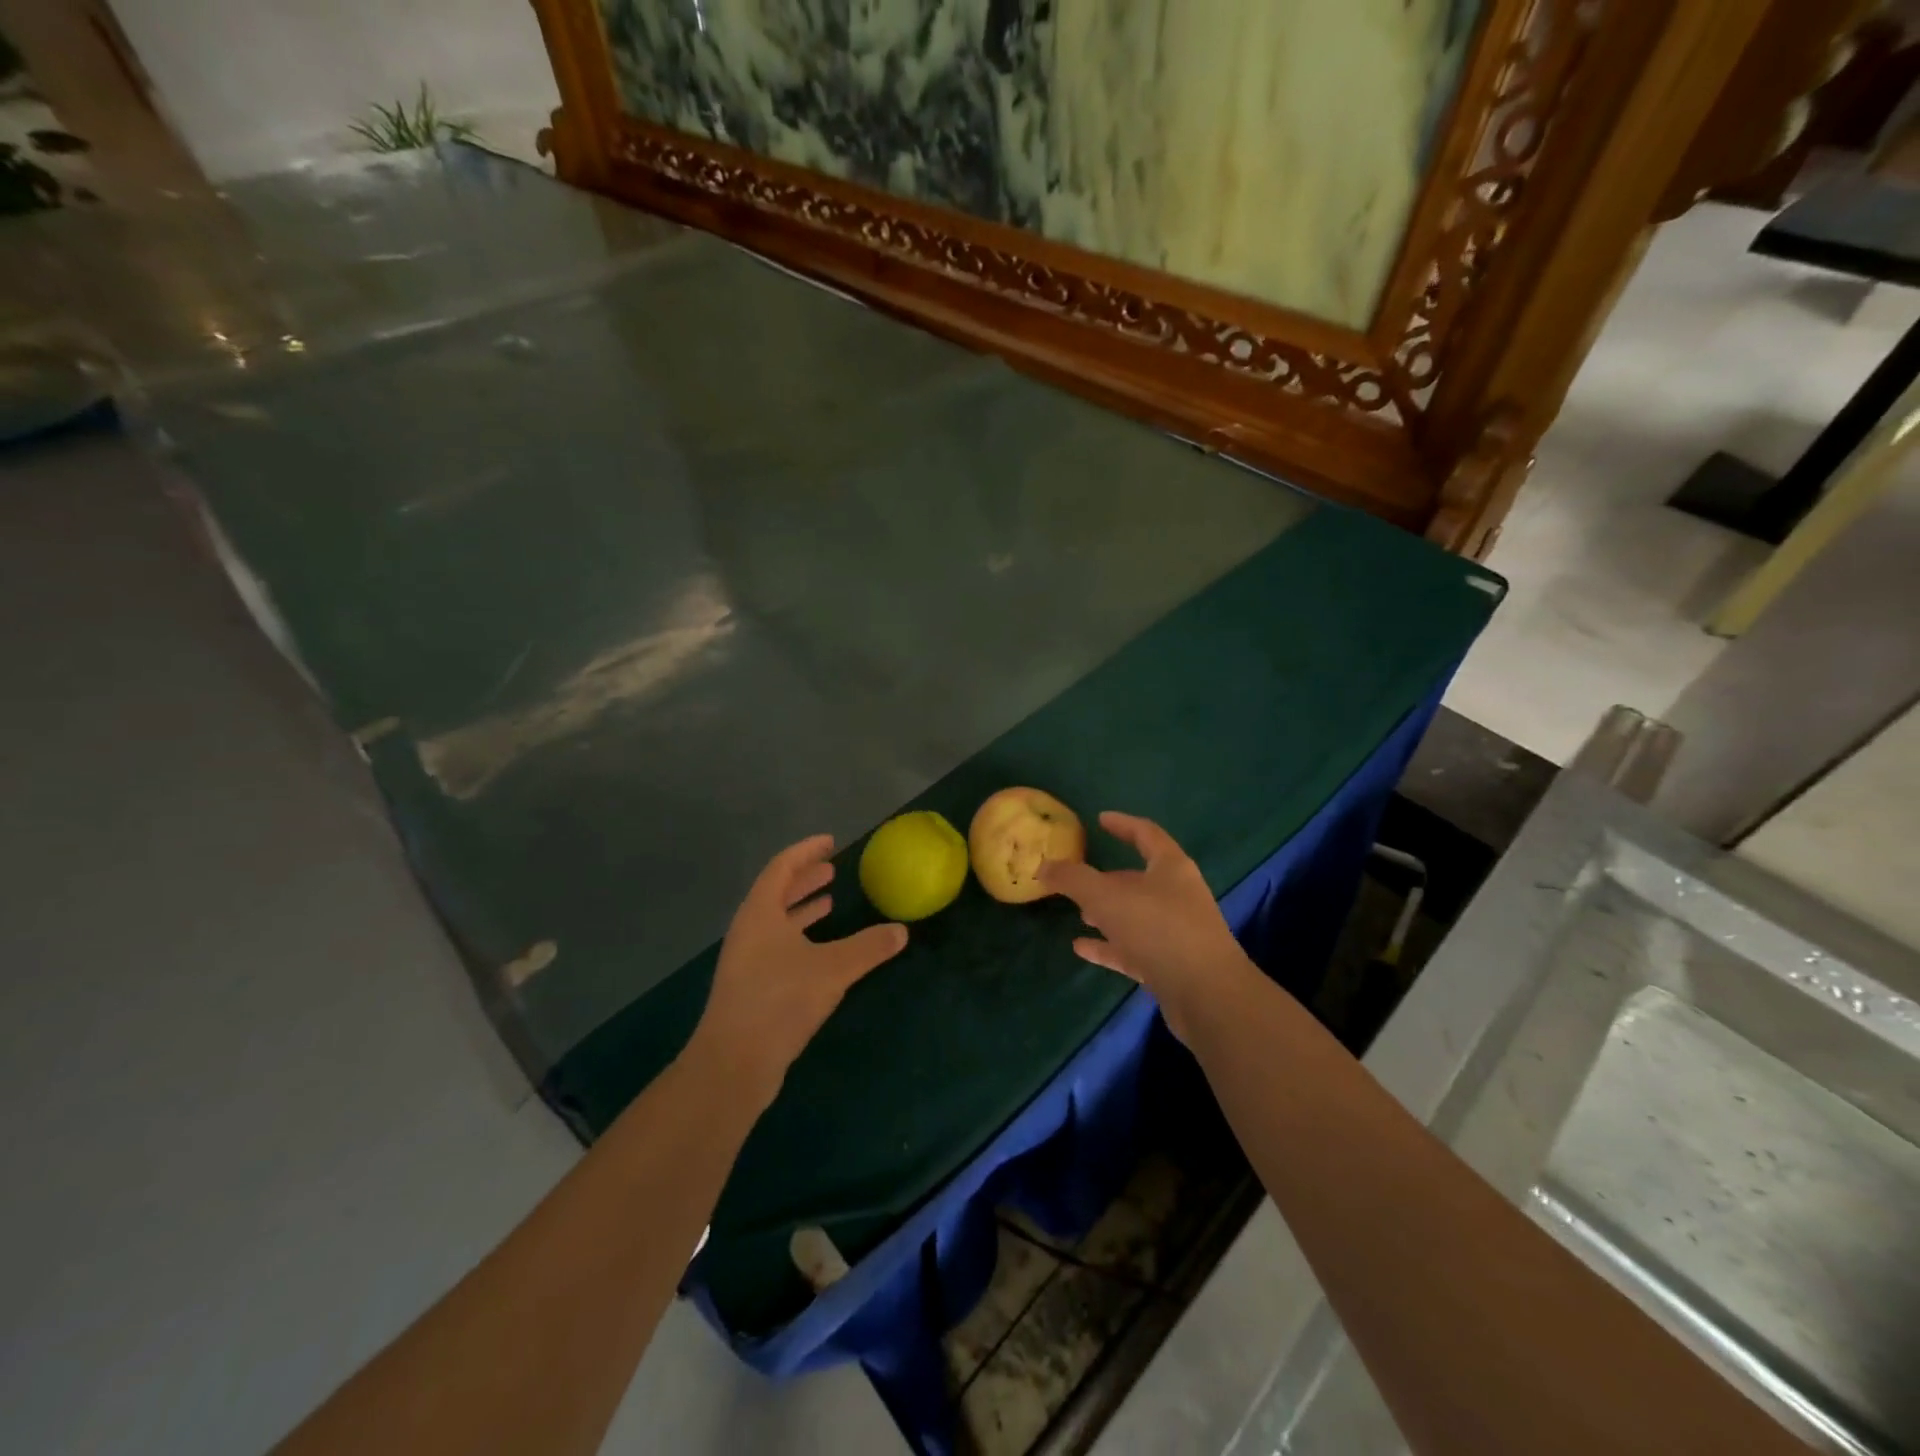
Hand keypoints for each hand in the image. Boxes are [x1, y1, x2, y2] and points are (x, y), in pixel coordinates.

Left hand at [689, 835, 908, 1106]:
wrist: (733, 1064)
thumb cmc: (779, 1001)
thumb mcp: (832, 969)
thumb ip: (868, 947)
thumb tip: (901, 931)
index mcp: (760, 913)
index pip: (782, 867)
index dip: (806, 852)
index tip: (830, 843)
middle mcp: (749, 931)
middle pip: (777, 892)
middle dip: (805, 879)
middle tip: (832, 871)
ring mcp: (747, 961)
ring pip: (777, 922)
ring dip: (802, 909)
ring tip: (829, 902)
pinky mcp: (751, 987)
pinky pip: (778, 947)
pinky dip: (800, 937)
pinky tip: (821, 950)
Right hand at [1040, 812, 1255, 1042]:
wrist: (1208, 996)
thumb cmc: (1159, 930)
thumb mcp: (1106, 897)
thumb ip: (1072, 878)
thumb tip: (1044, 865)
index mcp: (1171, 868)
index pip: (1146, 834)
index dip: (1122, 824)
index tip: (1101, 819)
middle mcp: (1178, 895)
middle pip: (1139, 878)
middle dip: (1108, 878)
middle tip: (1078, 879)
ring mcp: (1177, 932)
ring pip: (1136, 915)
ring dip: (1108, 913)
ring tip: (1079, 914)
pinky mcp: (1172, 966)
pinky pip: (1134, 949)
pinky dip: (1109, 946)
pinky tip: (1082, 949)